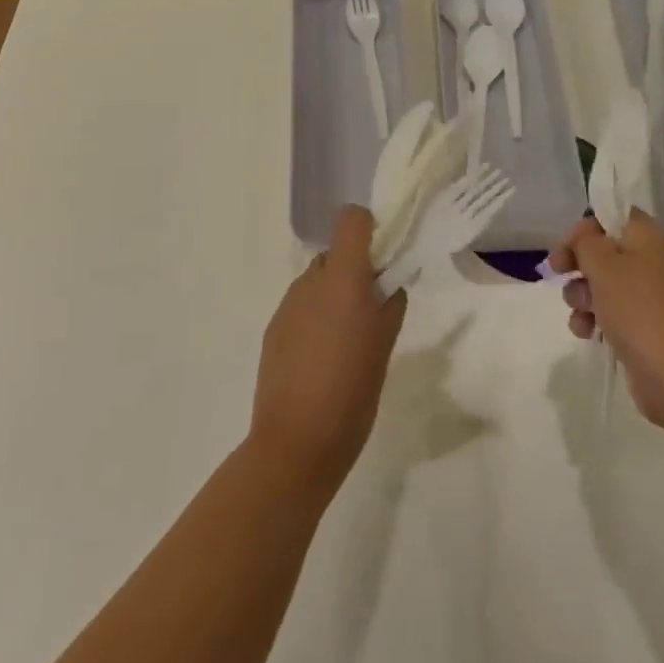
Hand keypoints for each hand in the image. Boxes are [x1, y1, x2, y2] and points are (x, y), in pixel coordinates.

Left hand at [251, 205, 405, 494]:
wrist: (296, 442)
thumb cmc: (353, 391)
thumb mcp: (385, 346)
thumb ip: (390, 305)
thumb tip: (389, 285)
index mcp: (343, 278)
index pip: (351, 220)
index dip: (368, 228)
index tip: (383, 258)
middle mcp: (311, 281)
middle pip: (335, 253)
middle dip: (354, 270)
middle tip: (370, 308)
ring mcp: (288, 304)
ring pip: (316, 281)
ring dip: (333, 295)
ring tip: (345, 340)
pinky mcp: (273, 329)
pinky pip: (300, 307)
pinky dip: (314, 318)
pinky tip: (321, 358)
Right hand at [549, 211, 663, 432]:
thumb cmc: (640, 310)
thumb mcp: (604, 265)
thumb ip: (586, 242)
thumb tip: (586, 239)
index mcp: (651, 240)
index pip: (616, 217)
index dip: (587, 227)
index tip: (566, 246)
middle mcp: (655, 264)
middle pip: (606, 252)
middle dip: (578, 263)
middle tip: (558, 272)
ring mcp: (653, 299)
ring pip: (605, 285)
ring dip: (582, 295)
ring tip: (580, 313)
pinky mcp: (648, 330)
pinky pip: (614, 314)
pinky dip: (596, 320)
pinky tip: (587, 333)